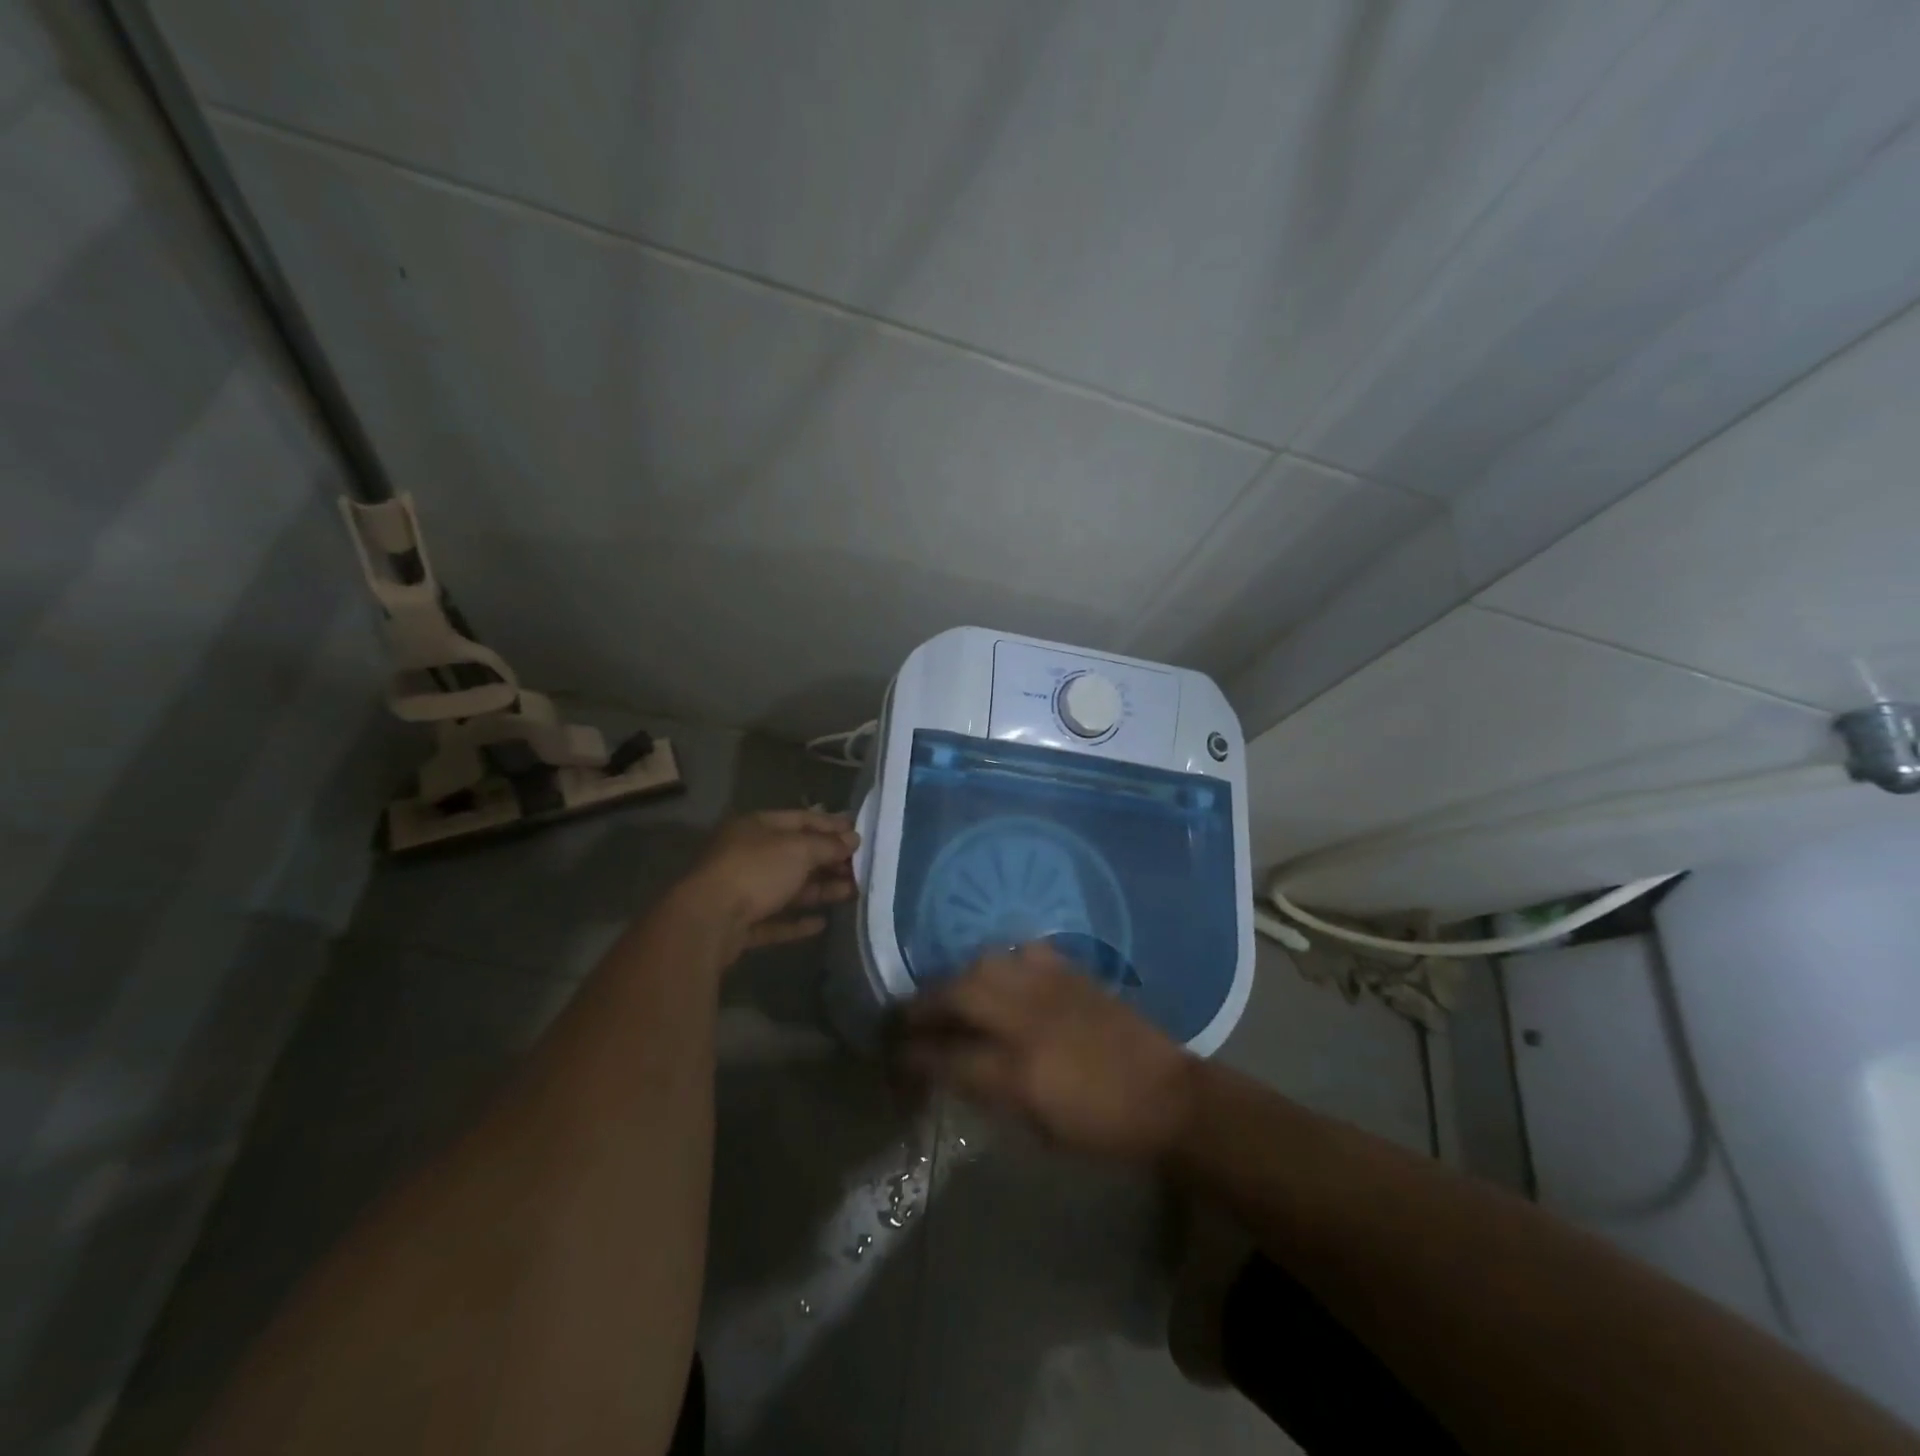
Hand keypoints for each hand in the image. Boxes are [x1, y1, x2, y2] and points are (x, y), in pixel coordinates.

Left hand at [677, 810, 859, 952]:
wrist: (708, 921)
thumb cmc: (756, 871)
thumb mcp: (799, 850)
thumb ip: (828, 845)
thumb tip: (852, 839)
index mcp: (756, 827)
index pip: (800, 819)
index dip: (831, 824)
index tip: (859, 833)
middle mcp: (747, 854)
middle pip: (795, 854)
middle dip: (829, 860)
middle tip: (861, 867)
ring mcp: (741, 890)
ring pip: (787, 887)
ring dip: (820, 890)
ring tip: (852, 892)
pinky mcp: (740, 924)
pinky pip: (775, 919)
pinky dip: (797, 920)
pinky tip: (822, 923)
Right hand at [900, 944, 1197, 1162]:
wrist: (1165, 1095)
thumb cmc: (1101, 1128)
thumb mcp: (1037, 1129)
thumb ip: (990, 1093)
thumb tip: (954, 1070)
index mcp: (1017, 1073)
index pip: (946, 1058)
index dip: (913, 1056)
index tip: (896, 1054)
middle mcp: (1025, 1021)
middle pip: (956, 995)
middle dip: (923, 1004)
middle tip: (909, 1015)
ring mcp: (1049, 988)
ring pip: (985, 964)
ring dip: (958, 977)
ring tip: (951, 991)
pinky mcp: (1071, 971)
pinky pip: (1024, 952)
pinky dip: (1004, 961)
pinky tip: (1002, 974)